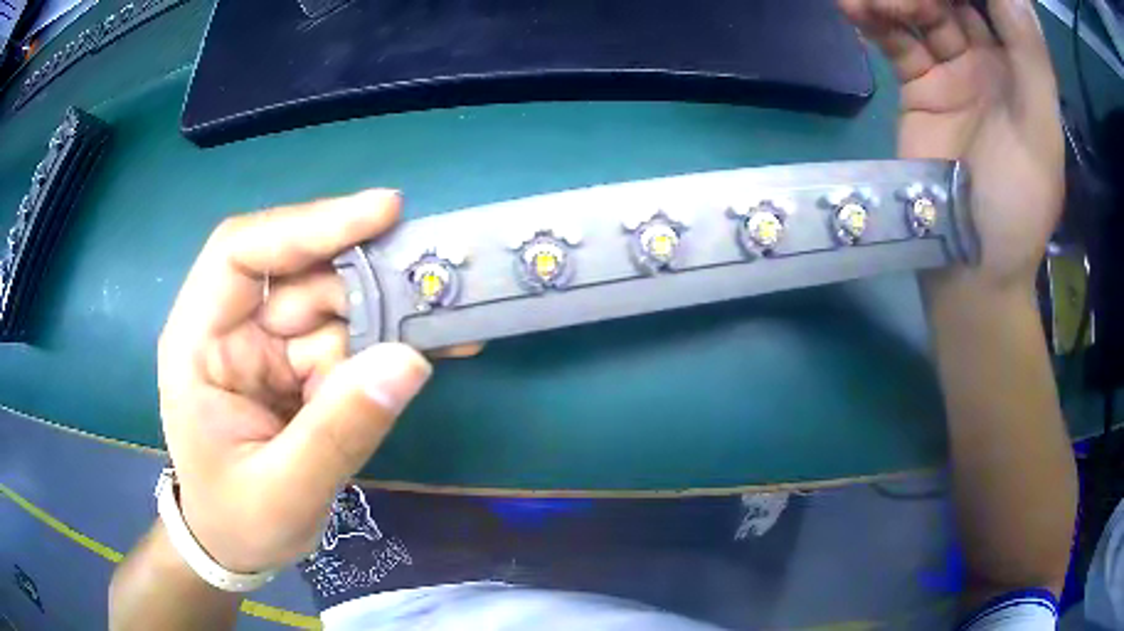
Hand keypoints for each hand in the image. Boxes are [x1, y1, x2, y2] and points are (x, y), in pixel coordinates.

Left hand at [157, 190, 431, 573]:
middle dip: (368, 279)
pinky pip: (348, 341)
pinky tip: (431, 348)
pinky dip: (389, 345)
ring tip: (449, 324)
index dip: (309, 224)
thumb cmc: (239, 520)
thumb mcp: (284, 491)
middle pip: (302, 275)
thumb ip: (339, 431)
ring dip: (389, 316)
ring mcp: (267, 346)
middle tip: (438, 280)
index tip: (383, 212)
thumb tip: (409, 361)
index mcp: (199, 343)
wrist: (234, 546)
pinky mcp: (297, 366)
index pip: (242, 252)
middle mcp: (232, 329)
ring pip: (334, 307)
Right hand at [838, 0, 1063, 290]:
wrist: (969, 261)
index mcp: (1022, 70)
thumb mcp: (1038, 134)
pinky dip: (873, 22)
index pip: (998, 8)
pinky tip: (853, 9)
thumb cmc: (1015, 205)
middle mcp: (989, 61)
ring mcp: (952, 70)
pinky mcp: (919, 86)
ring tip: (870, 1)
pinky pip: (895, 42)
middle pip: (955, 1)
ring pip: (921, 13)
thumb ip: (1031, 60)